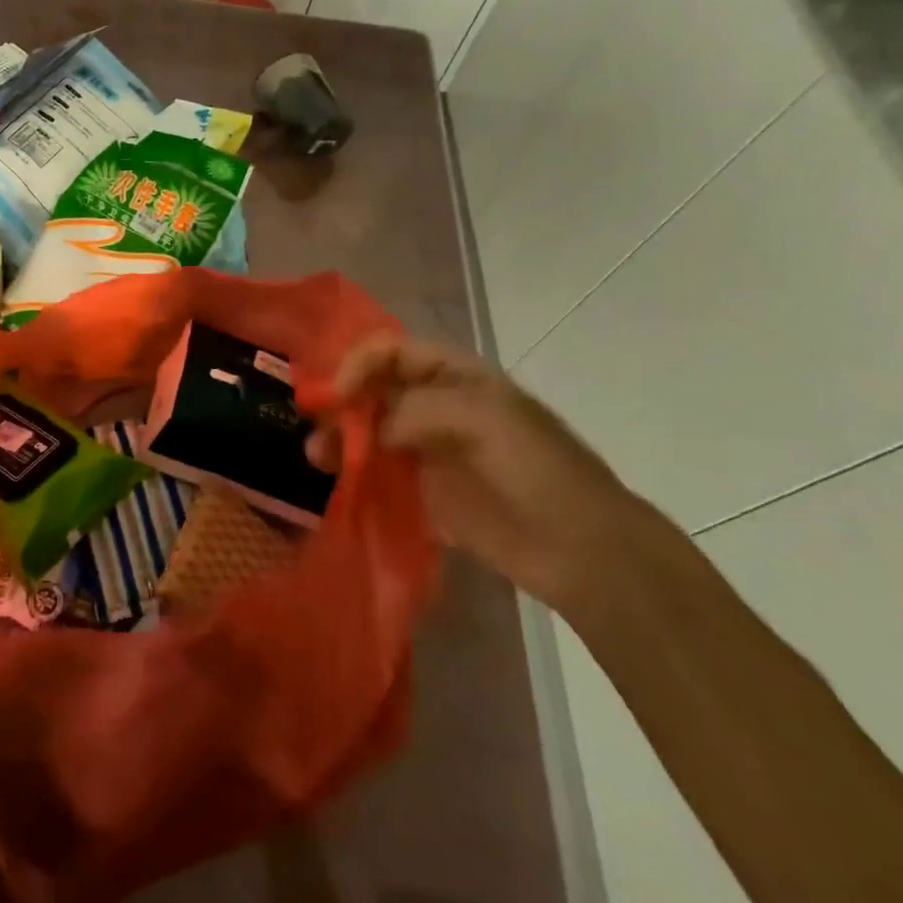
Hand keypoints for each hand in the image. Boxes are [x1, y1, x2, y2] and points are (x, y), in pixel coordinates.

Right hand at [306, 334, 647, 607]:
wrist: (585, 551)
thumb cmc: (537, 470)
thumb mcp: (482, 419)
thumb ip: (416, 410)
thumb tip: (370, 429)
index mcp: (456, 376)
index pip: (391, 351)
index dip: (358, 364)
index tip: (336, 396)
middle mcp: (438, 406)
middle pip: (374, 391)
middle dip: (341, 405)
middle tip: (317, 433)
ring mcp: (432, 451)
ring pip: (371, 433)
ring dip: (342, 440)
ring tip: (319, 460)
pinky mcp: (428, 494)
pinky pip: (381, 476)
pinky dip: (355, 476)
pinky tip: (339, 485)